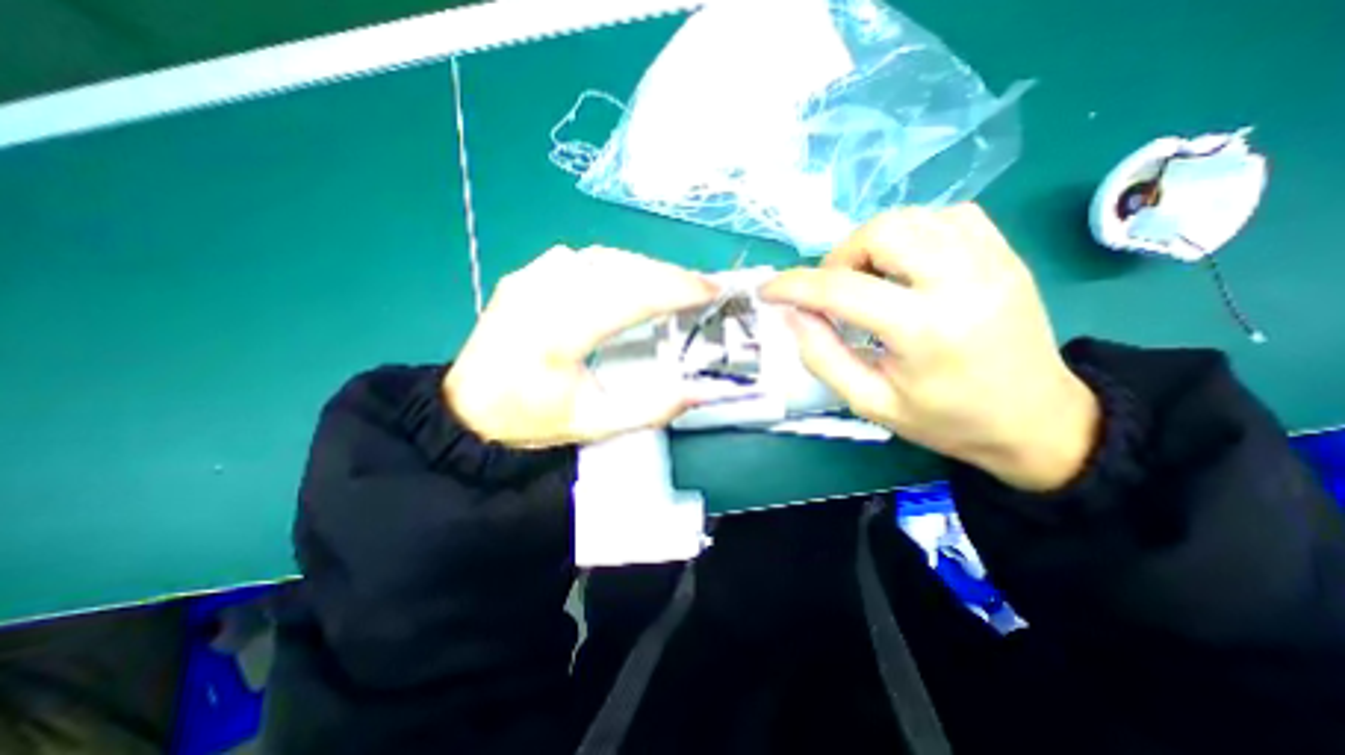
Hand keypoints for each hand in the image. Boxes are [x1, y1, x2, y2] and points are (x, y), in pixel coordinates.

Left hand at [443, 245, 719, 448]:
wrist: (469, 409)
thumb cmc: (533, 420)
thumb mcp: (597, 425)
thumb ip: (653, 409)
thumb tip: (701, 391)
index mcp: (557, 337)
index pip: (629, 297)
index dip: (676, 289)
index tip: (711, 289)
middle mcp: (542, 296)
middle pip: (620, 269)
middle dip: (669, 274)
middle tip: (702, 287)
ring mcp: (530, 279)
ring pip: (603, 258)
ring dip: (646, 267)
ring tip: (674, 284)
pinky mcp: (525, 275)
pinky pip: (581, 259)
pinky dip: (616, 265)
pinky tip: (630, 280)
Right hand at [760, 203, 1097, 491]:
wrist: (1035, 420)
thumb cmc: (944, 420)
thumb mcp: (869, 402)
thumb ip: (822, 356)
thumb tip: (793, 314)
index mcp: (925, 329)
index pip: (841, 289)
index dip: (793, 286)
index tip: (767, 290)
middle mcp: (962, 281)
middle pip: (882, 231)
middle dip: (840, 257)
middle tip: (834, 292)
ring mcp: (991, 260)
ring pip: (912, 217)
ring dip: (873, 245)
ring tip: (868, 282)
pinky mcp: (1005, 253)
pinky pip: (946, 217)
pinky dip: (912, 234)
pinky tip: (907, 267)